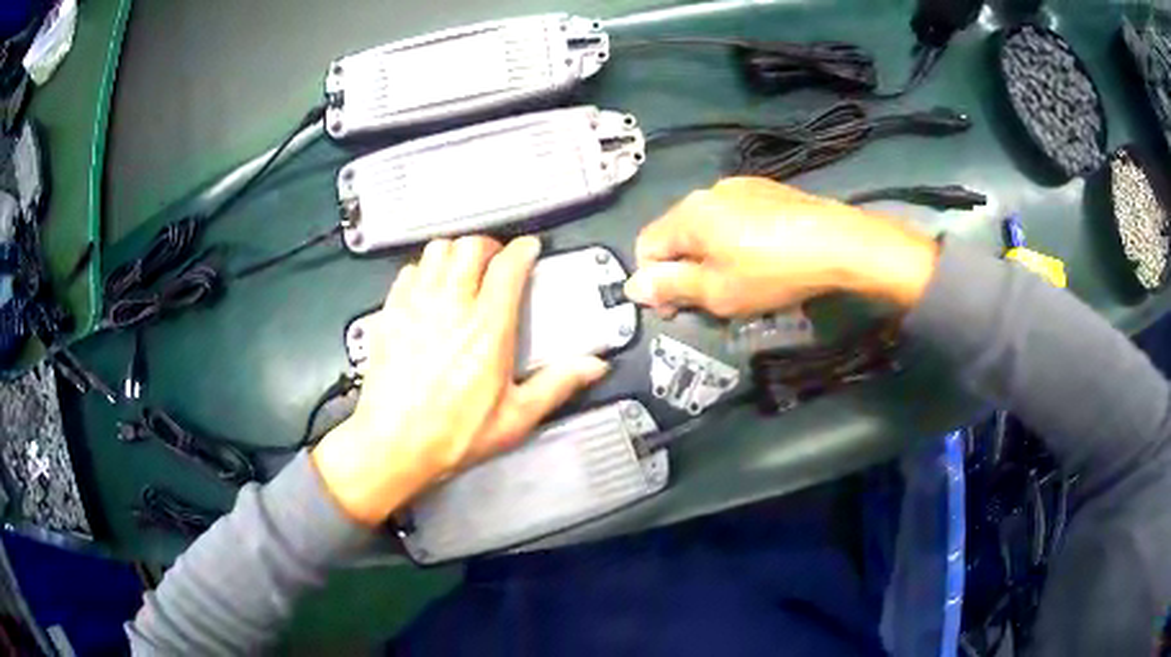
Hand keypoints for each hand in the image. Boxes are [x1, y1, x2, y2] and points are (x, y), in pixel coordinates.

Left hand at [312, 236, 608, 525]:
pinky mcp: (391, 314)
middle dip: (488, 245)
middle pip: (470, 246)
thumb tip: (589, 368)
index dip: (523, 249)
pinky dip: (423, 270)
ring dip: (455, 252)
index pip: (508, 265)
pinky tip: (429, 287)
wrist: (393, 444)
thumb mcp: (515, 417)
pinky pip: (408, 272)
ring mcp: (416, 307)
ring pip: (437, 250)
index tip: (528, 250)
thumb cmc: (448, 434)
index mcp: (487, 329)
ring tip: (463, 268)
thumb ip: (557, 385)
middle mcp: (451, 308)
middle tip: (496, 259)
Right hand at [624, 177, 939, 316]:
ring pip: (708, 226)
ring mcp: (740, 186)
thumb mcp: (718, 291)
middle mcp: (708, 192)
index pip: (646, 246)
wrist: (838, 242)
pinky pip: (735, 217)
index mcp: (689, 214)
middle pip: (678, 235)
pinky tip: (762, 257)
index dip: (653, 282)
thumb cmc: (772, 272)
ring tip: (739, 281)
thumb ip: (671, 288)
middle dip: (685, 270)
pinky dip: (735, 240)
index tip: (675, 310)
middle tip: (709, 301)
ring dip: (710, 255)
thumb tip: (633, 286)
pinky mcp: (768, 190)